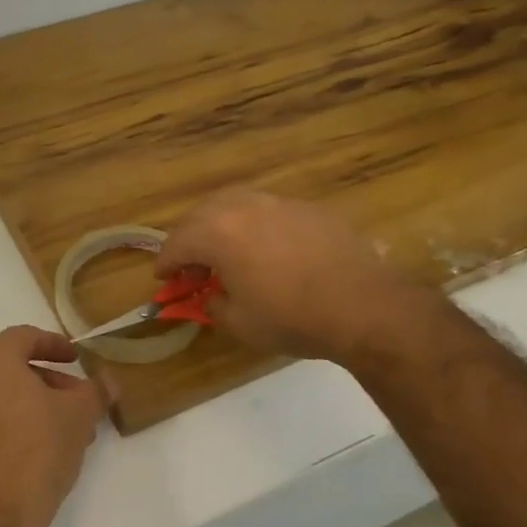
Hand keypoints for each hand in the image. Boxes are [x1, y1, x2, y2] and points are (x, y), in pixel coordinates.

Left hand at [0, 327, 107, 526]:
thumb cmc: (39, 449)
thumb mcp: (80, 415)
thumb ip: (96, 391)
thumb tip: (108, 380)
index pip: (22, 337)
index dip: (53, 343)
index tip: (75, 359)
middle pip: (10, 368)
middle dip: (48, 380)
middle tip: (78, 399)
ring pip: (0, 398)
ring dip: (34, 405)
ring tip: (66, 431)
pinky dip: (13, 425)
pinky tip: (40, 451)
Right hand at [158, 188, 432, 362]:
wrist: (363, 306)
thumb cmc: (292, 318)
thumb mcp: (239, 323)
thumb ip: (214, 304)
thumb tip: (213, 295)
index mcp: (218, 233)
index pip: (177, 243)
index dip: (166, 263)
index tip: (164, 278)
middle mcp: (244, 207)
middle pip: (202, 215)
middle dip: (190, 240)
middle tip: (194, 267)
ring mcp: (280, 203)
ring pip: (236, 204)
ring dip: (222, 226)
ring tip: (228, 253)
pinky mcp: (310, 209)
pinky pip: (270, 211)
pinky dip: (256, 227)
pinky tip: (269, 251)